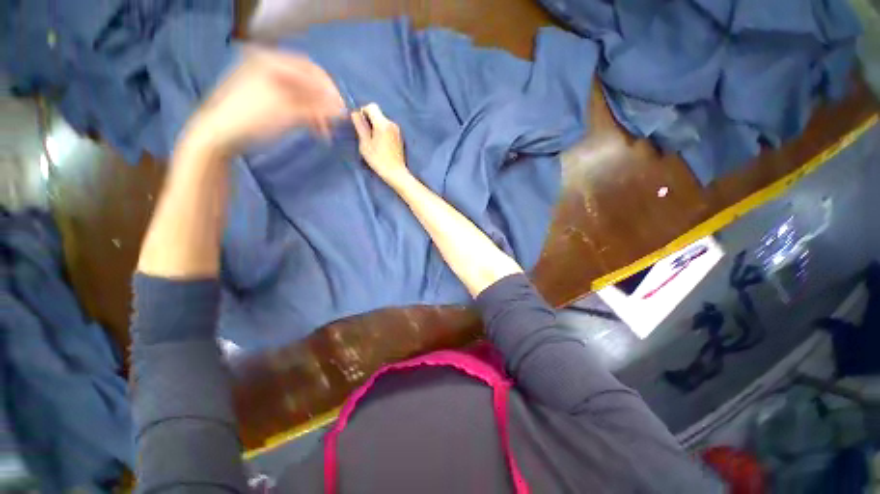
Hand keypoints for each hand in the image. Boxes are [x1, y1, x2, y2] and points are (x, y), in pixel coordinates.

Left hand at [180, 46, 344, 156]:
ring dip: (317, 113)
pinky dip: (306, 115)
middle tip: (336, 123)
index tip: (343, 111)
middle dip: (325, 104)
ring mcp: (268, 82)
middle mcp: (270, 66)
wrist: (219, 134)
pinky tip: (314, 129)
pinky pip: (294, 103)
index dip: (330, 90)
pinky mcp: (268, 98)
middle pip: (308, 83)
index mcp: (272, 61)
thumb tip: (342, 110)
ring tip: (325, 132)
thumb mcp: (288, 112)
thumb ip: (317, 109)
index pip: (311, 70)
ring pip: (303, 95)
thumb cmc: (252, 118)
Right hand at [351, 104, 409, 183]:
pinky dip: (383, 132)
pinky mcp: (400, 137)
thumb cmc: (378, 159)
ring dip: (376, 127)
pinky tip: (381, 145)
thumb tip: (355, 113)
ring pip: (383, 121)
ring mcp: (397, 130)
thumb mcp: (365, 143)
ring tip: (373, 142)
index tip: (360, 124)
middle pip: (378, 114)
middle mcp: (392, 123)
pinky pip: (388, 129)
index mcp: (383, 123)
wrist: (395, 172)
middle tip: (366, 136)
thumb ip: (360, 126)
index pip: (372, 106)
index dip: (363, 112)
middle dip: (370, 120)